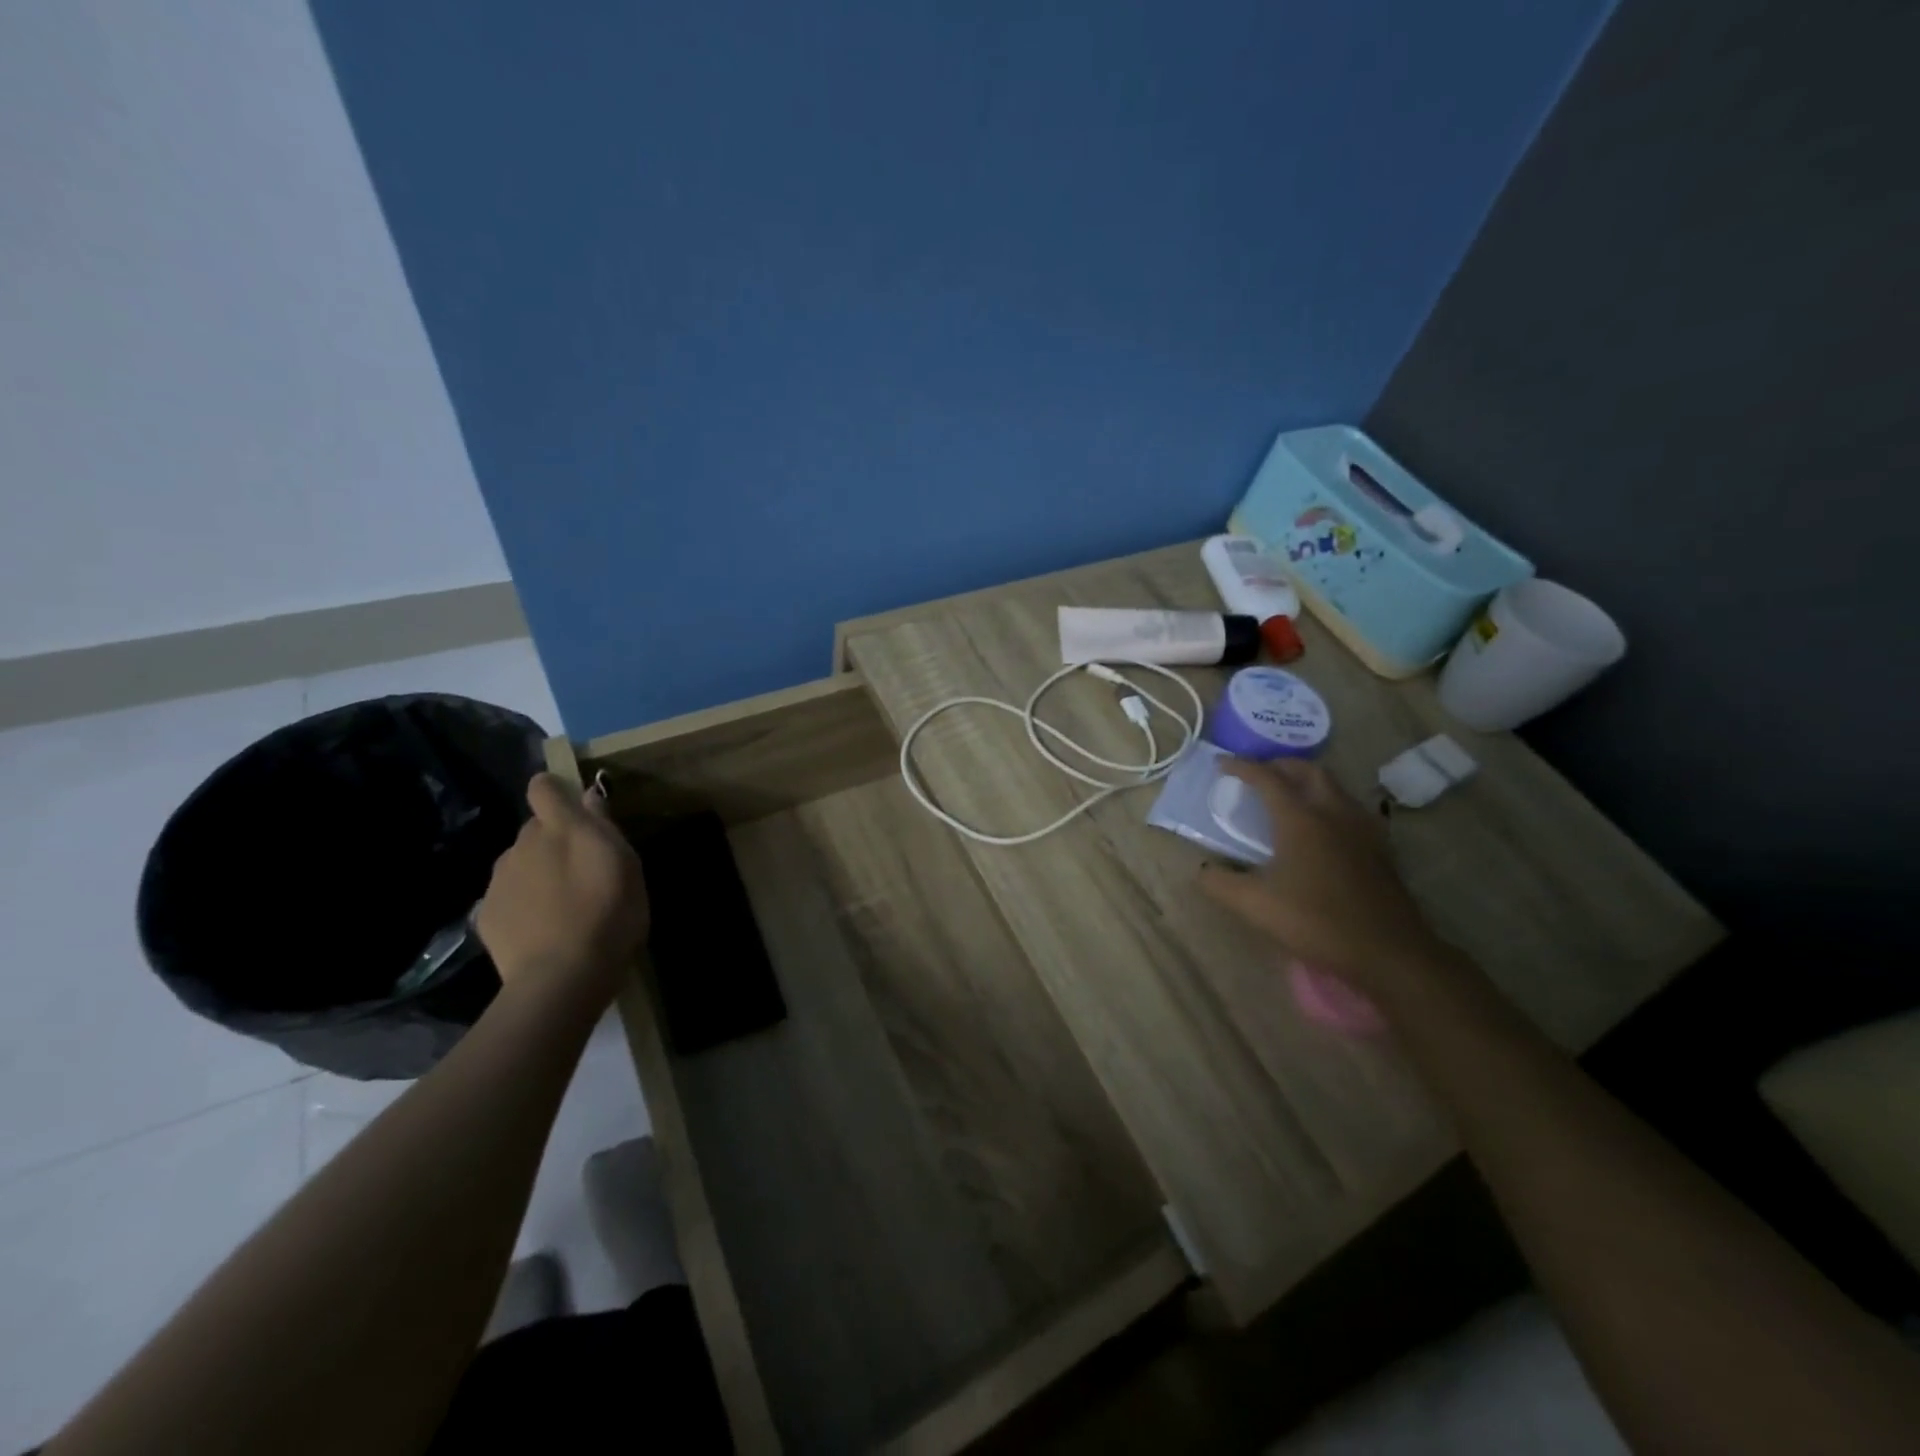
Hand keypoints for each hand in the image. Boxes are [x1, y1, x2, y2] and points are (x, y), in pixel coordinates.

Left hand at [475, 773, 648, 1003]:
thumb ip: (604, 826)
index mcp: (560, 828)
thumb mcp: (626, 866)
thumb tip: (589, 796)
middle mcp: (523, 844)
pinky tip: (543, 929)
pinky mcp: (486, 913)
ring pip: (520, 863)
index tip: (574, 810)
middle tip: (582, 872)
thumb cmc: (609, 914)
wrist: (562, 977)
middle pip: (535, 829)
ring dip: (538, 873)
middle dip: (554, 841)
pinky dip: (523, 905)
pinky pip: (508, 896)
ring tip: (563, 906)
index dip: (556, 792)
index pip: (544, 787)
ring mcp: (500, 880)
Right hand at [1197, 758, 1442, 992]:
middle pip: (1308, 772)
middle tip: (1259, 772)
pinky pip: (1351, 808)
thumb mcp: (1254, 905)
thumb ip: (1220, 883)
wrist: (1388, 952)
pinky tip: (1324, 826)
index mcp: (1300, 819)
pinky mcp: (1380, 848)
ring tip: (1289, 794)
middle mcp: (1333, 813)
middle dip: (1280, 765)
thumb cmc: (1316, 921)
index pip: (1267, 778)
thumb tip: (1202, 870)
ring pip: (1334, 787)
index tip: (1221, 763)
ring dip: (1308, 780)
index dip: (1242, 767)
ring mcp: (1362, 829)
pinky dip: (1330, 802)